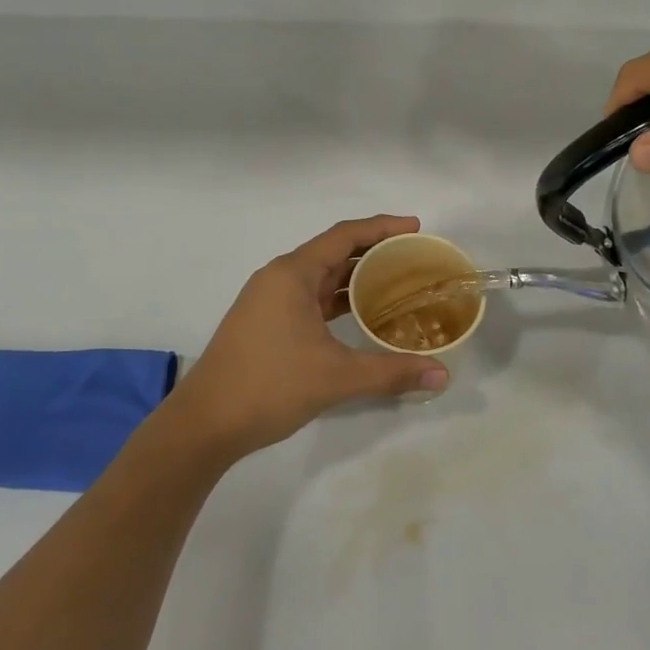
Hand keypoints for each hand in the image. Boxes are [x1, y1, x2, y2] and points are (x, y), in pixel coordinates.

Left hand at [164, 215, 449, 457]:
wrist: (206, 422)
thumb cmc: (269, 385)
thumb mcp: (336, 377)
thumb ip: (391, 372)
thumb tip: (443, 373)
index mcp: (292, 274)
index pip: (344, 236)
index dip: (382, 227)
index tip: (415, 228)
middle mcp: (278, 278)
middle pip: (333, 252)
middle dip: (373, 251)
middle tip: (414, 258)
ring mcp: (268, 301)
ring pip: (320, 278)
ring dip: (355, 277)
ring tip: (396, 283)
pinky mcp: (265, 323)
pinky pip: (309, 298)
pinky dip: (337, 300)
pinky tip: (361, 314)